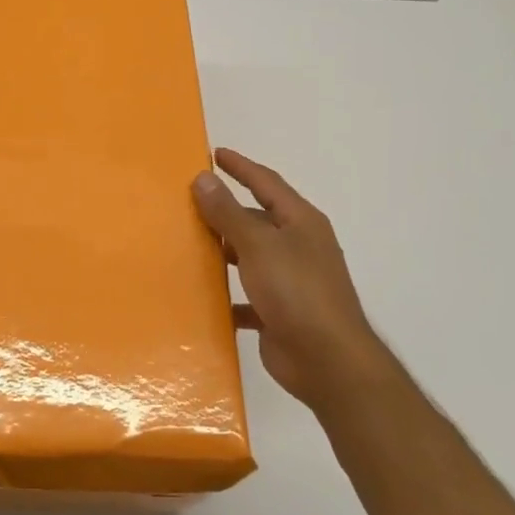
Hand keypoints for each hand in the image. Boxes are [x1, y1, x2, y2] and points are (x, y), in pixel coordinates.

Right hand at [192, 148, 386, 407]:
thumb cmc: (296, 292)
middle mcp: (298, 246)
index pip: (267, 183)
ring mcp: (290, 281)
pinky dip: (227, 295)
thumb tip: (204, 178)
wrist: (326, 359)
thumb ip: (229, 213)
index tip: (214, 154)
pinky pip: (246, 296)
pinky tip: (202, 298)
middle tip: (188, 203)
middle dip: (226, 211)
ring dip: (223, 252)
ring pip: (250, 257)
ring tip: (187, 246)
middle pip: (257, 219)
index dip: (241, 167)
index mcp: (300, 222)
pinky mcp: (279, 312)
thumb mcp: (258, 245)